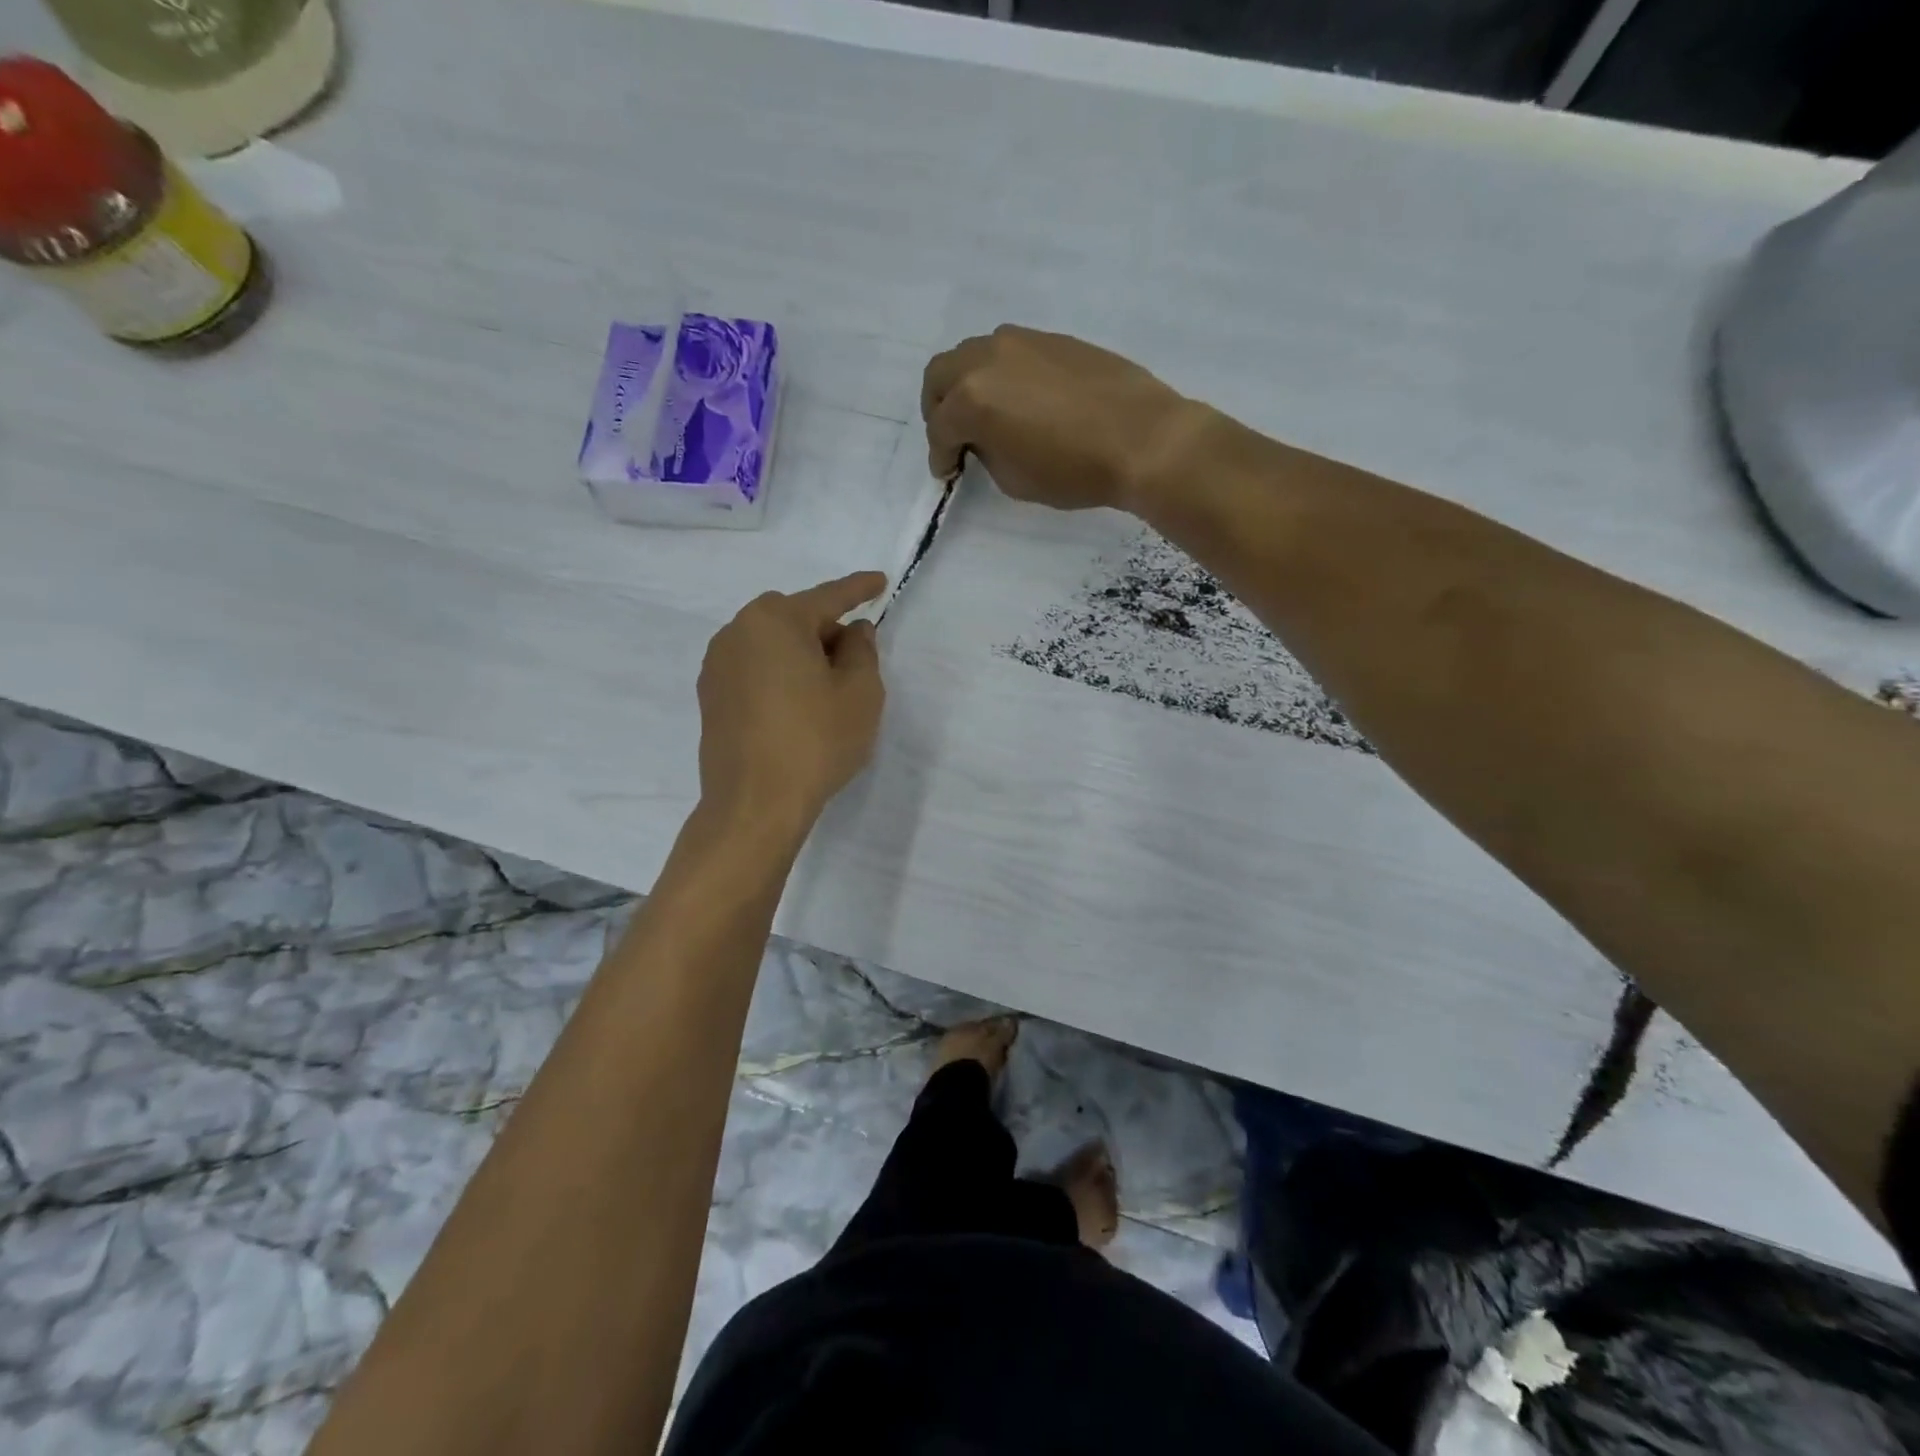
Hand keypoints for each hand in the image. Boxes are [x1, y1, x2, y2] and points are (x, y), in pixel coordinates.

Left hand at [697, 572, 887, 841]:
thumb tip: (851, 631)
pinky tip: (795, 707)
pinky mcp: (711, 696)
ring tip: (825, 691)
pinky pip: (754, 668)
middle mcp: (738, 631)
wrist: (755, 804)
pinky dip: (778, 675)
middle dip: (827, 631)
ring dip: (801, 655)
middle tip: (854, 663)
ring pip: (771, 643)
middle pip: (795, 618)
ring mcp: (717, 664)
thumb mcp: (860, 693)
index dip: (859, 589)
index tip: (879, 581)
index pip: (828, 597)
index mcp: (776, 620)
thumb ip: (862, 650)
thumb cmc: (816, 741)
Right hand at [921, 325, 1204, 512]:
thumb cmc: (1073, 470)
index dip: (939, 456)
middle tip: (954, 435)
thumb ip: (986, 453)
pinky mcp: (1051, 339)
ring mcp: (1021, 342)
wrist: (1141, 438)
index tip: (947, 472)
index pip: (940, 428)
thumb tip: (984, 440)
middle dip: (939, 409)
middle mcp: (988, 359)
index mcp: (972, 399)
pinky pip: (1009, 352)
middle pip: (940, 375)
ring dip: (967, 384)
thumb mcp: (1014, 479)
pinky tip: (1020, 399)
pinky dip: (1000, 375)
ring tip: (986, 414)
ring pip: (973, 355)